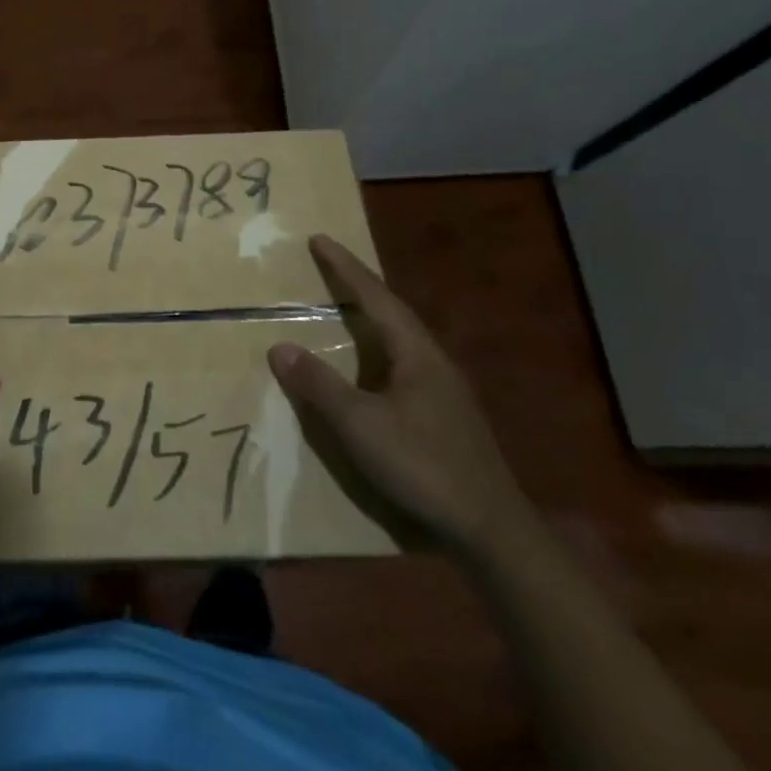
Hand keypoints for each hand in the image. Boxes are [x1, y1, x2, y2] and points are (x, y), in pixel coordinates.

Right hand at [267, 235, 532, 557]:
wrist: (491, 530)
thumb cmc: (423, 467)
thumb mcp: (361, 426)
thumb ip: (320, 386)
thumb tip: (280, 348)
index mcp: (417, 354)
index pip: (375, 298)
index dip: (345, 268)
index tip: (319, 239)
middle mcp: (433, 362)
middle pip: (392, 312)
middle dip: (358, 287)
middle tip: (328, 266)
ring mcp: (443, 390)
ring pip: (400, 339)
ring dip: (370, 317)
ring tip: (344, 307)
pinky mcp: (445, 416)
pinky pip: (402, 364)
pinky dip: (377, 350)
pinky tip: (369, 367)